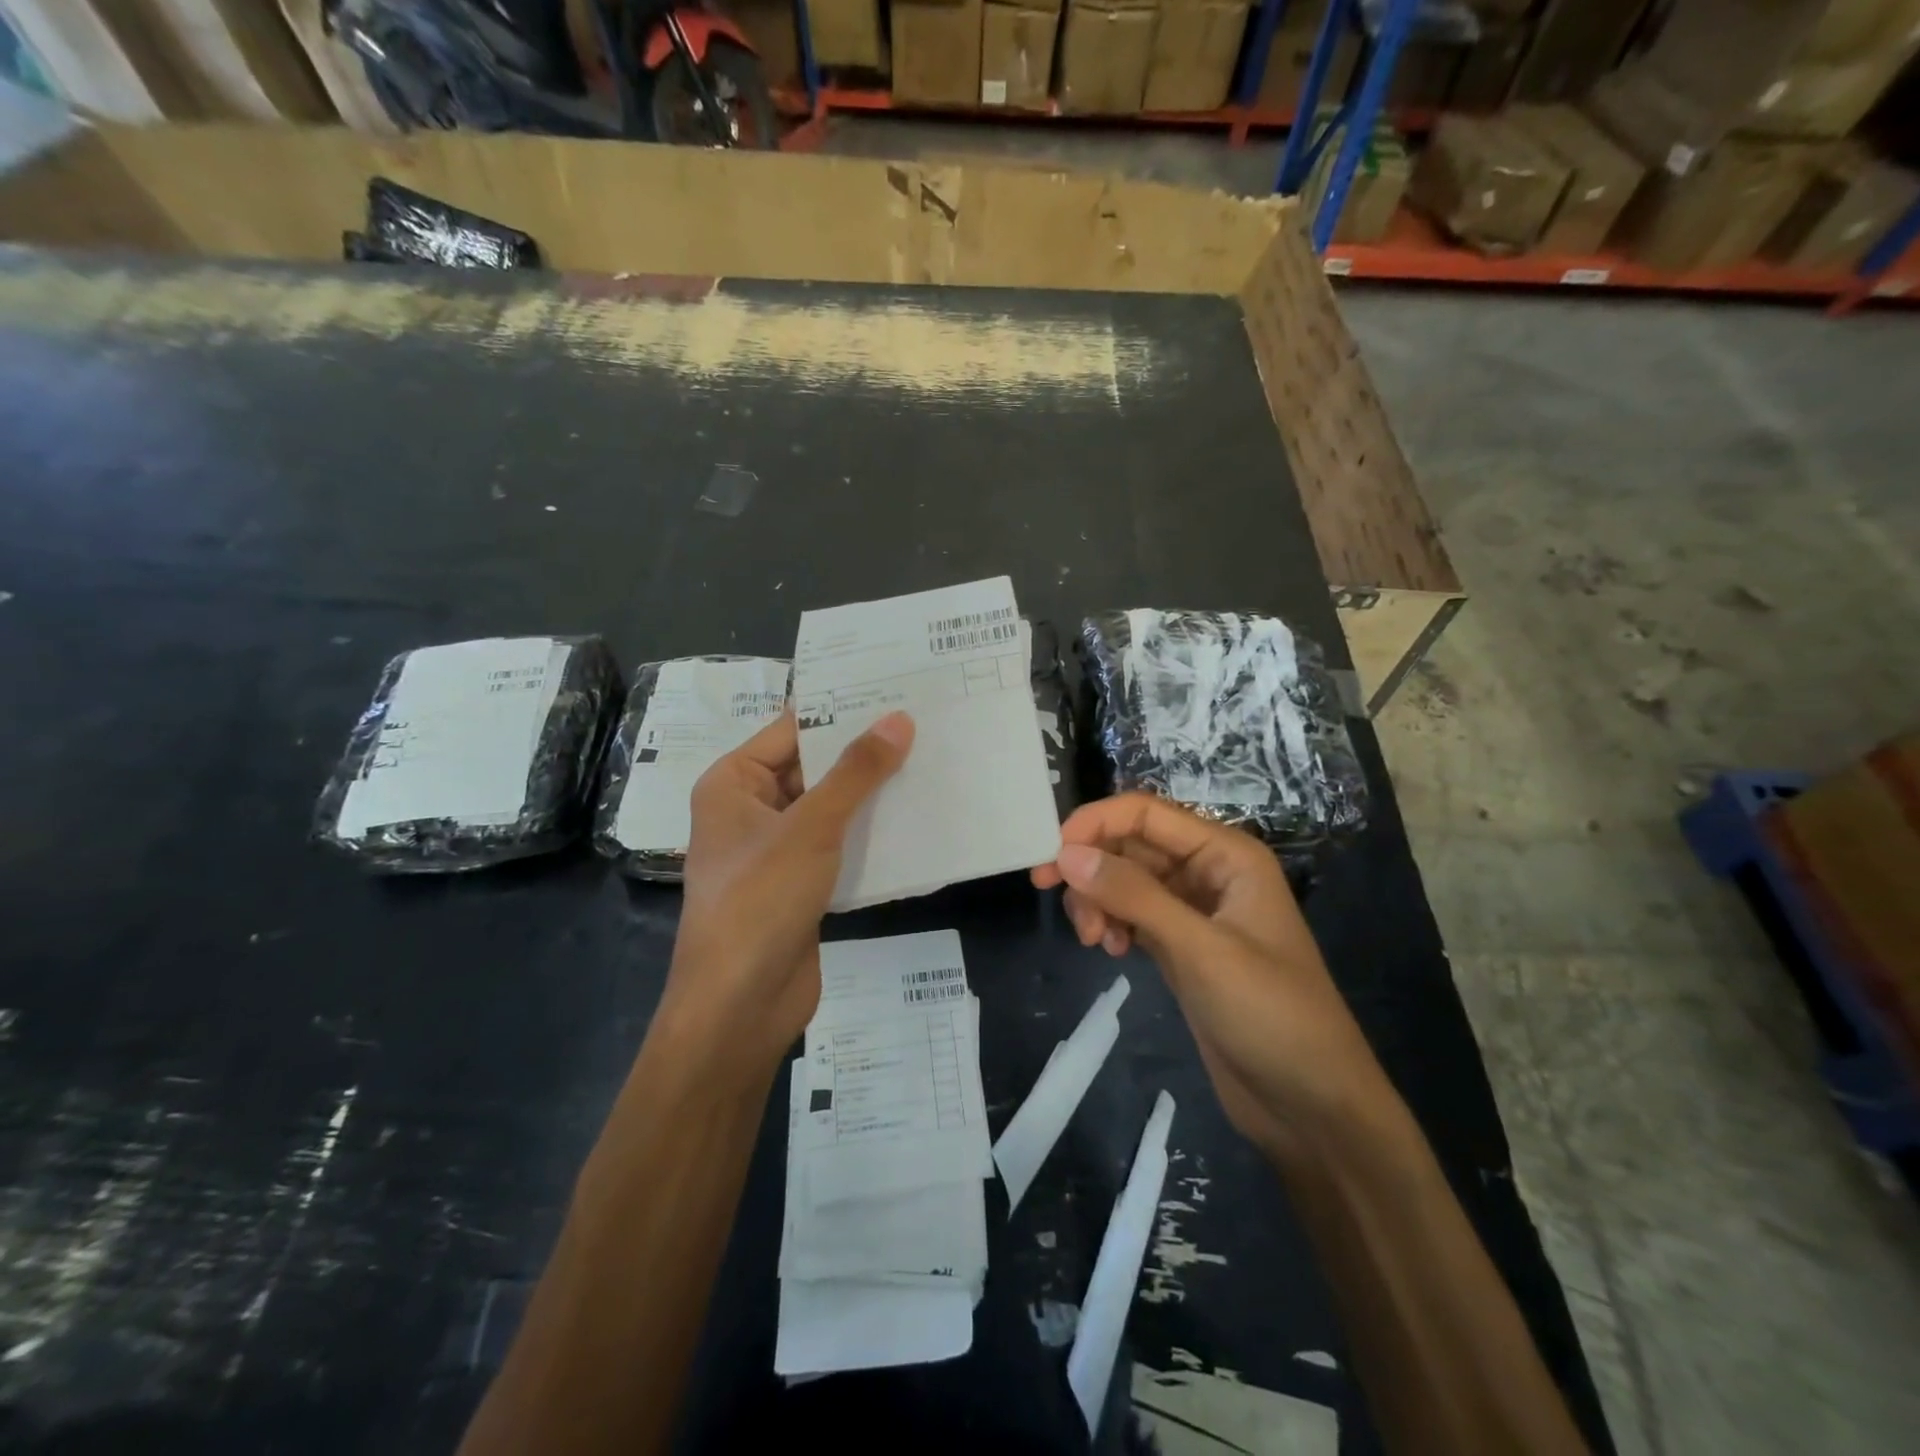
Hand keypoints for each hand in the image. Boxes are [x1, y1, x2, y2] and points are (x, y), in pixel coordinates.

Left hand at [663, 709, 913, 1071]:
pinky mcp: (800, 884)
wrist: (741, 1005)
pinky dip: (869, 834)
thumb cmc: (761, 900)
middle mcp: (750, 809)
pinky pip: (838, 846)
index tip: (895, 691)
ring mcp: (775, 850)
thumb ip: (856, 773)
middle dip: (863, 754)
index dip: (841, 712)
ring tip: (930, 764)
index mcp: (733, 783)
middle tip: (924, 725)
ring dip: (871, 795)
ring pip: (830, 808)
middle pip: (813, 768)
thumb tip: (899, 719)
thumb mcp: (811, 827)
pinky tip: (916, 820)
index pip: (791, 730)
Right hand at [1031, 794, 1382, 1154]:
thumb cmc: (1271, 1016)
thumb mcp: (1201, 950)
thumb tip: (1067, 854)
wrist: (1311, 1106)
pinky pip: (1131, 914)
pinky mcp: (1180, 947)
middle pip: (1130, 844)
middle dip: (1091, 866)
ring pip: (1125, 880)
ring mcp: (1193, 911)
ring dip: (1097, 899)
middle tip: (1051, 894)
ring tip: (1094, 941)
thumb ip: (1133, 896)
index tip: (1050, 855)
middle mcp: (1208, 872)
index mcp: (1226, 854)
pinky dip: (1111, 923)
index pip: (1145, 813)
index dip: (1094, 823)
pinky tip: (1111, 952)